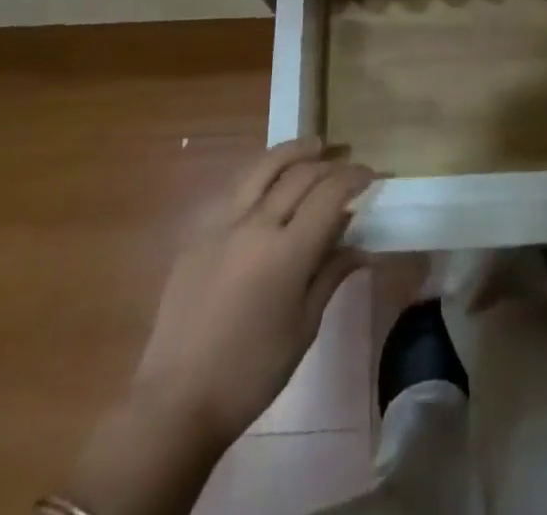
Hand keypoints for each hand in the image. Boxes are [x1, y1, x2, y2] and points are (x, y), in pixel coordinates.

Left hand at [135, 137, 374, 448]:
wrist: (176, 401)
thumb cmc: (250, 373)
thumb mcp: (303, 328)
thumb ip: (330, 275)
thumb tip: (360, 246)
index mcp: (287, 252)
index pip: (329, 194)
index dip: (354, 178)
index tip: (370, 175)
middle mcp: (256, 225)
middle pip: (300, 175)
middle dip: (329, 164)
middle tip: (347, 164)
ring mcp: (223, 225)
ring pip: (263, 168)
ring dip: (293, 152)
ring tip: (313, 146)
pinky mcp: (199, 234)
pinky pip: (237, 190)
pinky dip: (262, 175)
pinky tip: (270, 181)